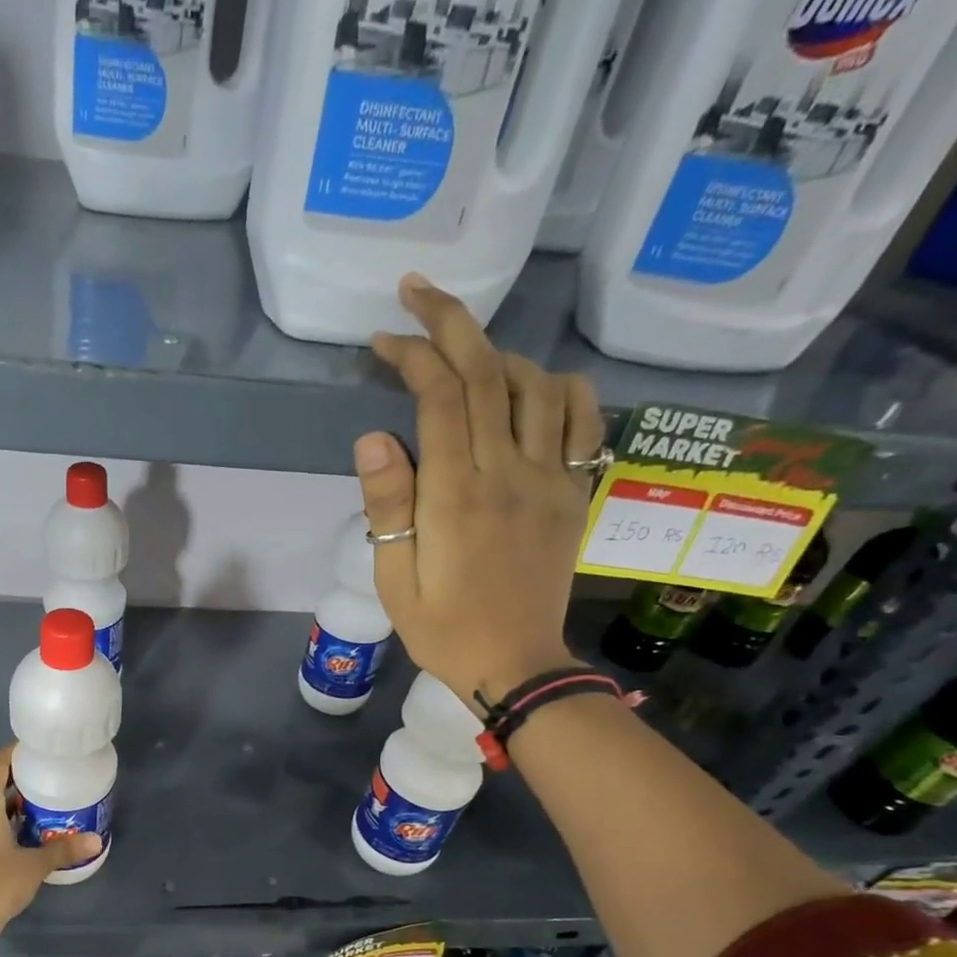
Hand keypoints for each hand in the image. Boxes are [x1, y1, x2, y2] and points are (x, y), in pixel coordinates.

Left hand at [0, 746, 100, 956]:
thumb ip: (64, 849)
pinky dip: (2, 822)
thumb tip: (97, 840)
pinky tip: (25, 834)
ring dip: (12, 804)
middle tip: (51, 779)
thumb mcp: (34, 865)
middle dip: (21, 780)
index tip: (41, 751)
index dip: (18, 753)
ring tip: (44, 805)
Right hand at [357, 274, 602, 709]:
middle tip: (418, 291)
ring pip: (535, 385)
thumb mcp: (395, 579)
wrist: (516, 665)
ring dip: (498, 351)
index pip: (440, 398)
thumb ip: (387, 507)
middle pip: (487, 374)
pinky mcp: (576, 492)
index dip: (412, 355)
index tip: (384, 338)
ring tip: (465, 347)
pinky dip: (562, 387)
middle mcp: (509, 473)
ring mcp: (552, 479)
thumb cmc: (443, 628)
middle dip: (451, 322)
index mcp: (456, 496)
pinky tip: (536, 384)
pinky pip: (584, 420)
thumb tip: (373, 438)